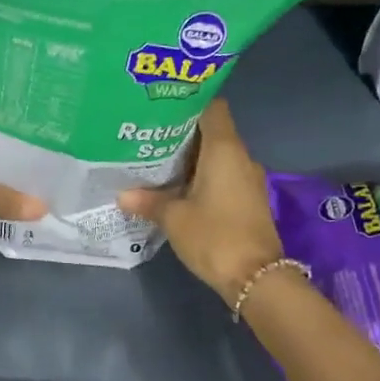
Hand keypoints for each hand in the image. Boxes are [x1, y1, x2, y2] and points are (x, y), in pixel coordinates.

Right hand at [119, 99, 283, 304]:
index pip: (212, 107)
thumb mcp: (174, 218)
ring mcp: (247, 180)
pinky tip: (177, 189)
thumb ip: (149, 201)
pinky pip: (223, 177)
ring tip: (157, 163)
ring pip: (217, 157)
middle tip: (149, 137)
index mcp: (224, 150)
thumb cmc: (214, 236)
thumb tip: (123, 195)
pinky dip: (202, 177)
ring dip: (191, 159)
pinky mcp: (248, 200)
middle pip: (212, 132)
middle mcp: (240, 157)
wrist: (256, 277)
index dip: (188, 103)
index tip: (162, 109)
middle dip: (182, 134)